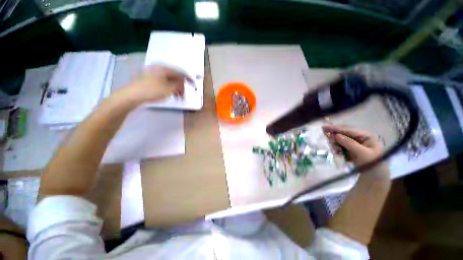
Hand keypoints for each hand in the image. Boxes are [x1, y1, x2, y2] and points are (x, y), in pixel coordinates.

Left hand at [117, 65, 191, 103]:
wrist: (132, 95)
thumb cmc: (153, 91)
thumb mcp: (169, 89)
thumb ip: (179, 84)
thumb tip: (183, 81)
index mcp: (164, 69)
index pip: (180, 72)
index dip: (187, 79)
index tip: (193, 85)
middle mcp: (158, 68)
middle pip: (174, 76)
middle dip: (180, 85)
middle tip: (183, 94)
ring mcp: (152, 73)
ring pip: (168, 79)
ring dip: (175, 87)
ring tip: (177, 96)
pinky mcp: (148, 79)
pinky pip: (162, 82)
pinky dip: (168, 87)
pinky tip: (169, 93)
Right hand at [323, 125, 381, 165]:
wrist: (375, 177)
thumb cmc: (373, 164)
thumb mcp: (363, 154)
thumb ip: (350, 144)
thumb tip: (336, 135)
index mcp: (367, 135)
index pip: (349, 130)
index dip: (337, 128)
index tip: (325, 127)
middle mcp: (360, 137)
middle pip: (344, 133)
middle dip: (334, 135)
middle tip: (324, 137)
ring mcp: (355, 143)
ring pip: (340, 139)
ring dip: (334, 143)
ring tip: (332, 148)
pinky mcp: (350, 149)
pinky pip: (340, 146)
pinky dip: (336, 148)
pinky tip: (335, 152)